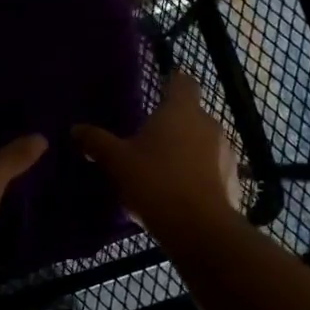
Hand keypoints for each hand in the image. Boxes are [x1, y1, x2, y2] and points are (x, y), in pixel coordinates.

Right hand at [73, 71, 242, 242]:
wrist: (199, 228)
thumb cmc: (154, 182)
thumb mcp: (116, 161)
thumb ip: (96, 141)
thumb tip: (75, 129)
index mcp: (181, 110)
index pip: (183, 81)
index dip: (171, 82)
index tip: (159, 88)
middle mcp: (208, 123)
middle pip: (191, 114)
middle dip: (173, 123)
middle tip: (148, 138)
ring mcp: (225, 151)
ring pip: (203, 142)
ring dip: (187, 149)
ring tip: (164, 168)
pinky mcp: (233, 179)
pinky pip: (212, 168)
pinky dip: (199, 173)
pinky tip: (181, 192)